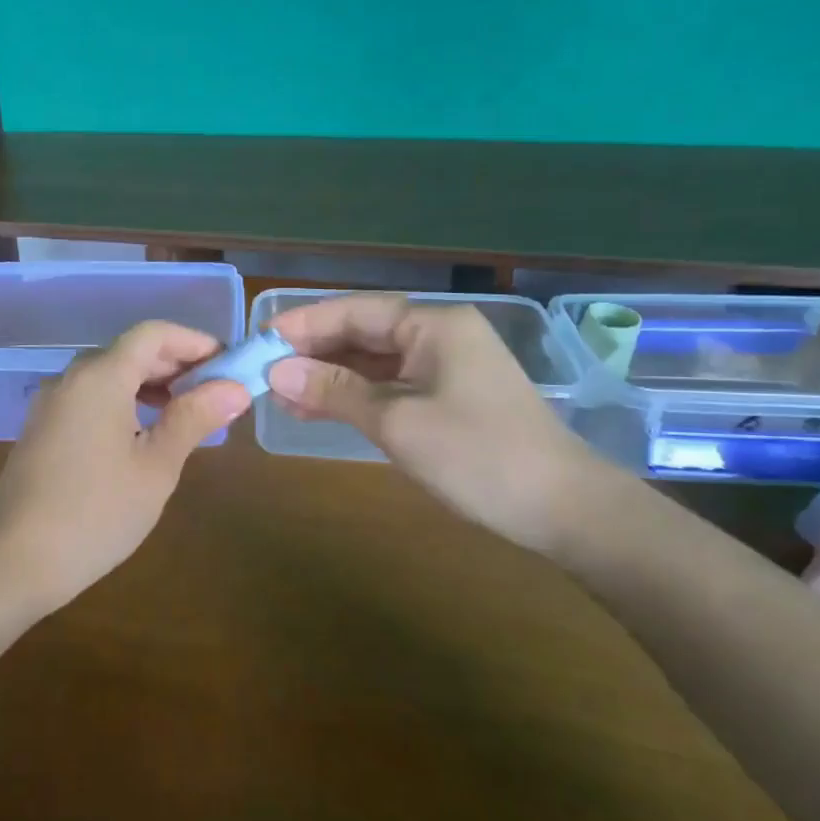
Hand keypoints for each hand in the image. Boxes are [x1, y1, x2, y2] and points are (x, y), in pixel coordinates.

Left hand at [0, 320, 251, 609]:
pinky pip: (89, 398)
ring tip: (185, 412)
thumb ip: (194, 419)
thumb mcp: (156, 467)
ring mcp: (51, 403)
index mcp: (100, 377)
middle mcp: (71, 378)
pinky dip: (122, 401)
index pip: (153, 333)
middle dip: (175, 363)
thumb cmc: (96, 513)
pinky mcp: (41, 428)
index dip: (194, 341)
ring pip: (108, 375)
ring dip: (149, 383)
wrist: (13, 559)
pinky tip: (142, 432)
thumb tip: (234, 387)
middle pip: (129, 351)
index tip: (227, 364)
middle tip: (215, 392)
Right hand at [266, 294, 612, 553]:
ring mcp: (443, 367)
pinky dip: (353, 396)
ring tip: (280, 396)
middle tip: (262, 374)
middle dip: (311, 353)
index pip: (352, 311)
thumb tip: (275, 371)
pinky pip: (388, 385)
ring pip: (371, 362)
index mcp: (432, 325)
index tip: (258, 342)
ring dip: (327, 377)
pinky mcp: (445, 397)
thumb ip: (333, 391)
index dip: (302, 325)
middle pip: (360, 333)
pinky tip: (317, 409)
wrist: (561, 509)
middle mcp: (437, 335)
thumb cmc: (477, 455)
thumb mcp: (396, 421)